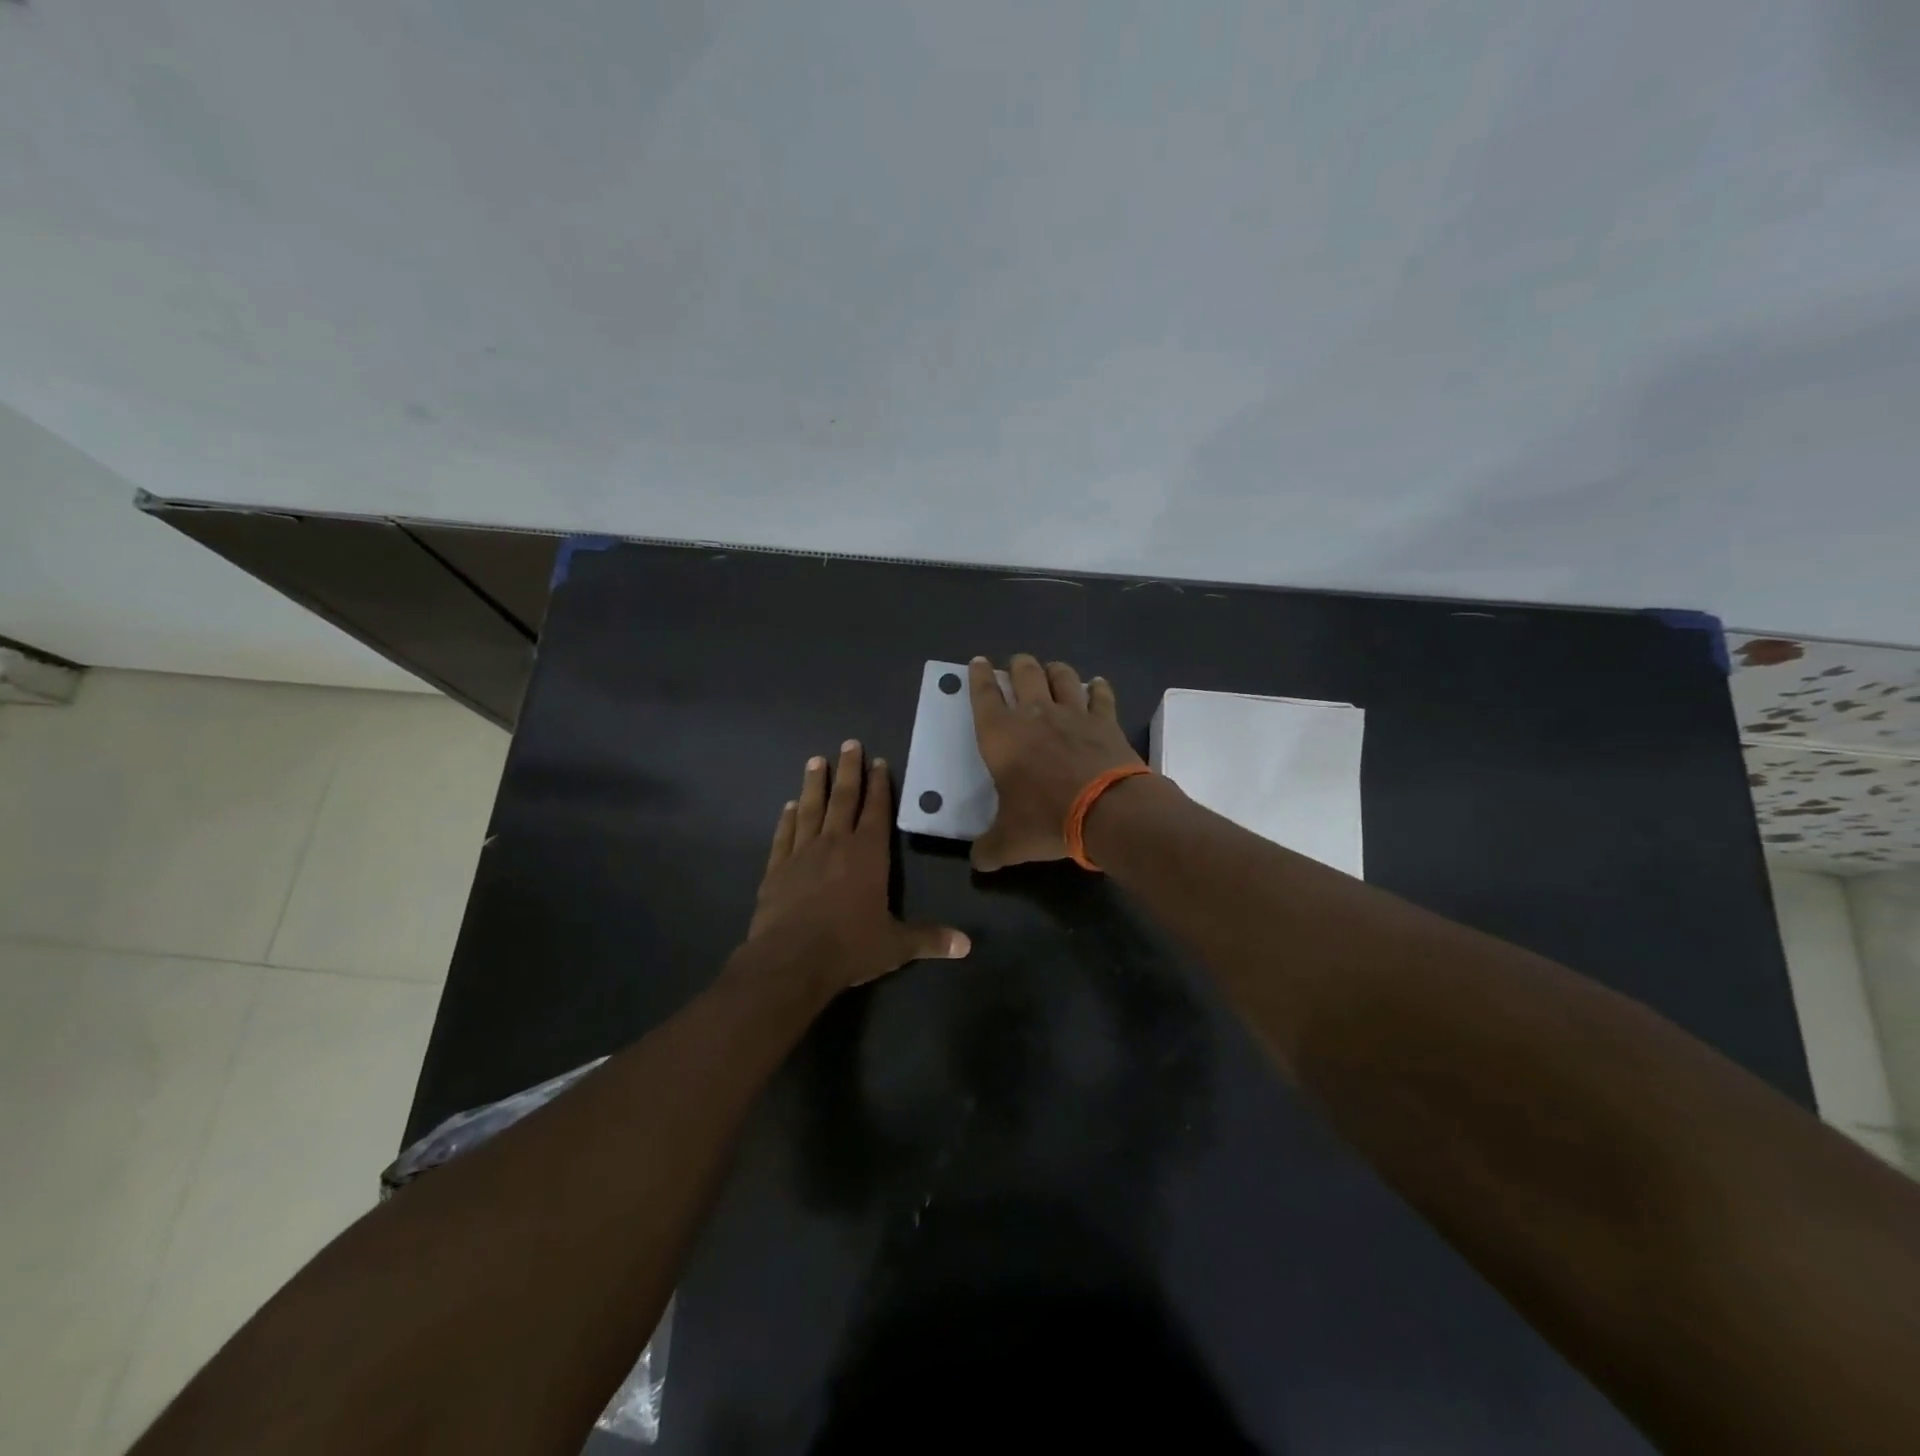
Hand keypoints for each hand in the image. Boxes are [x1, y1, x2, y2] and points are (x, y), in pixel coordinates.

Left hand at [747, 740, 970, 992]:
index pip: (876, 811)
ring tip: (816, 760)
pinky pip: (784, 836)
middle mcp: (835, 844)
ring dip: (814, 785)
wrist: (790, 961)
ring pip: (810, 810)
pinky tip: (788, 806)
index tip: (878, 762)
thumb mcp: (895, 946)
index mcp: (867, 855)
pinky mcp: (776, 869)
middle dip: (849, 771)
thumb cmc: (849, 947)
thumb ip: (929, 939)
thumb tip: (967, 945)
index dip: (879, 786)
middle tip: (849, 744)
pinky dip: (787, 819)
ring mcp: (802, 854)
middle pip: (843, 799)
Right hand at [967, 654, 1144, 870]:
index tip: (977, 662)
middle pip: (1024, 673)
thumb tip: (978, 861)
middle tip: (1016, 665)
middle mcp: (1035, 715)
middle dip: (1017, 665)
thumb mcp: (1010, 842)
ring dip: (1055, 670)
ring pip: (1062, 676)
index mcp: (1001, 736)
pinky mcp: (1105, 721)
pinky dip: (1098, 688)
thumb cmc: (1047, 819)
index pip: (983, 696)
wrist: (1106, 811)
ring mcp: (1073, 714)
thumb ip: (990, 848)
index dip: (978, 677)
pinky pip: (1100, 695)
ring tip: (1052, 671)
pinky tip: (1097, 686)